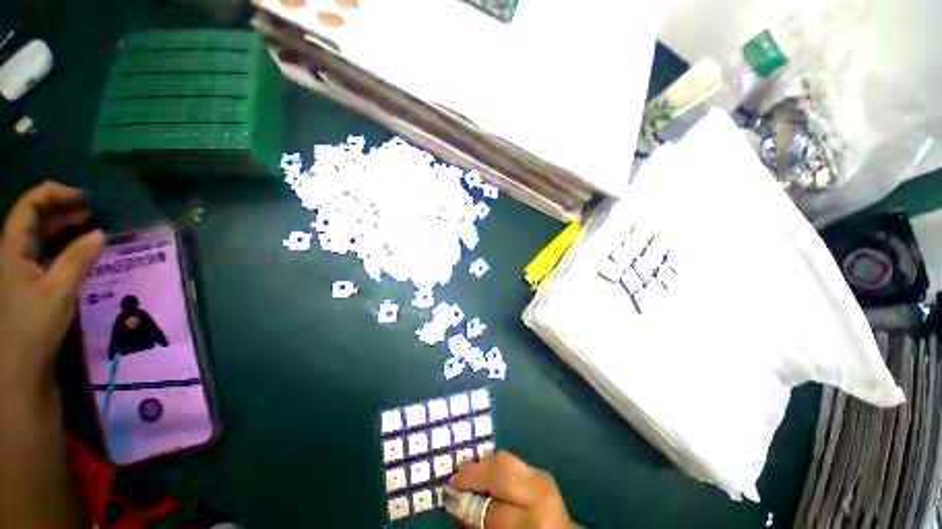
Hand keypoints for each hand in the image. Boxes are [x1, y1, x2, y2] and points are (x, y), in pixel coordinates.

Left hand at [0, 182, 104, 388]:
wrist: (19, 365)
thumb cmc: (33, 326)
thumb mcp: (58, 292)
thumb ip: (78, 260)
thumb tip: (100, 234)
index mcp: (12, 249)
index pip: (29, 206)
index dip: (54, 194)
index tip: (84, 198)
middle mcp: (13, 252)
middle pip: (34, 218)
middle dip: (62, 208)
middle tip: (93, 210)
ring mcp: (19, 268)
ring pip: (39, 235)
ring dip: (63, 226)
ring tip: (90, 225)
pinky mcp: (29, 282)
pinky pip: (44, 252)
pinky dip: (63, 245)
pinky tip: (80, 249)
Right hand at [448, 451, 580, 528]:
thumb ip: (480, 521)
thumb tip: (455, 501)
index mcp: (533, 522)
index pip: (492, 509)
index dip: (468, 502)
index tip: (449, 494)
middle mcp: (539, 494)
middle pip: (499, 471)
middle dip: (474, 472)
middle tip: (456, 477)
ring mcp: (542, 477)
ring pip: (504, 459)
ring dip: (483, 464)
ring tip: (467, 473)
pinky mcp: (540, 470)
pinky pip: (511, 460)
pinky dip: (494, 464)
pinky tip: (485, 472)